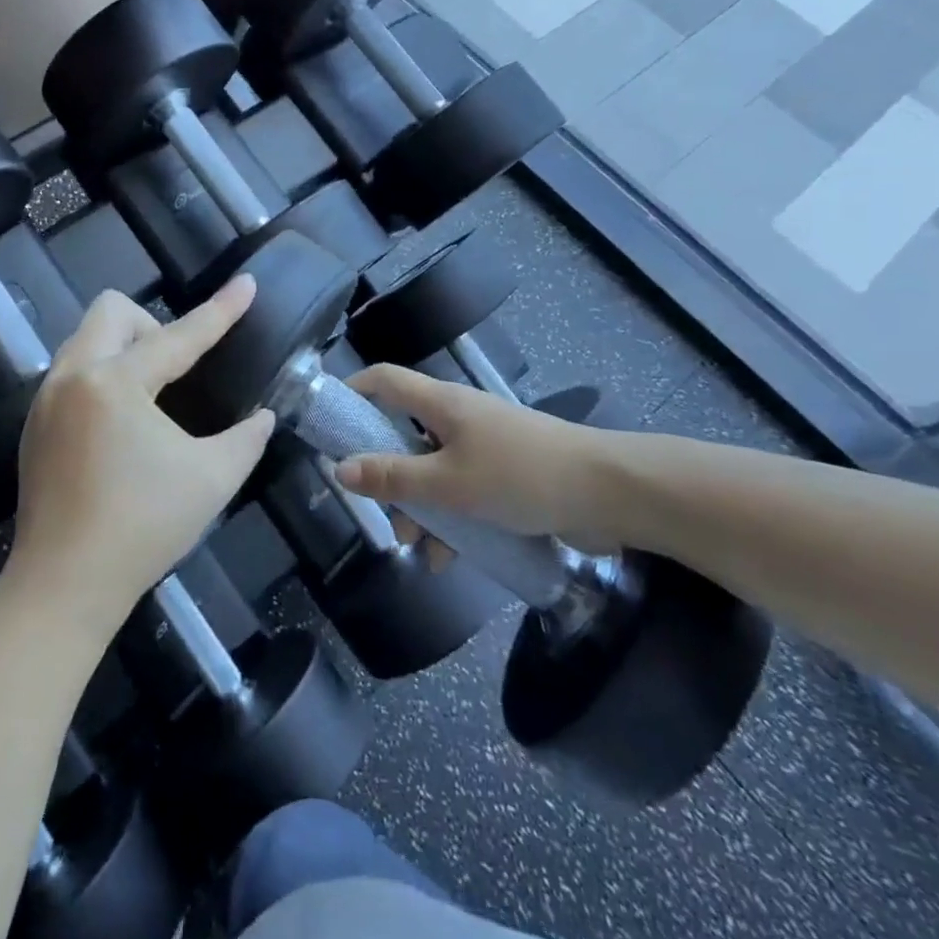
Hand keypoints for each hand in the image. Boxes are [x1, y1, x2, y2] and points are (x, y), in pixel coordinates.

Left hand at [7, 277, 275, 633]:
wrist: (64, 585)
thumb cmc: (143, 528)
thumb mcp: (212, 480)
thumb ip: (245, 438)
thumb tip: (262, 417)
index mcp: (115, 383)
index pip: (179, 336)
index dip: (220, 310)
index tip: (246, 283)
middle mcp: (73, 375)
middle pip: (112, 310)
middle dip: (152, 326)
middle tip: (176, 371)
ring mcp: (46, 398)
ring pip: (87, 338)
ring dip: (124, 349)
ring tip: (151, 397)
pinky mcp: (34, 423)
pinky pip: (72, 370)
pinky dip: (102, 377)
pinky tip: (120, 425)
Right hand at [336, 365, 623, 546]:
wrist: (610, 493)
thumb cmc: (520, 475)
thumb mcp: (449, 484)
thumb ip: (393, 478)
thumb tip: (340, 469)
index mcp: (440, 403)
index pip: (383, 379)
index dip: (351, 391)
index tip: (328, 424)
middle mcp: (458, 416)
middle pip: (404, 432)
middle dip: (386, 472)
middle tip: (376, 507)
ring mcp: (484, 444)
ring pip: (434, 468)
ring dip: (420, 504)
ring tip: (415, 547)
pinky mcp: (507, 471)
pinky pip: (464, 489)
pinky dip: (452, 517)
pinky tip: (450, 558)